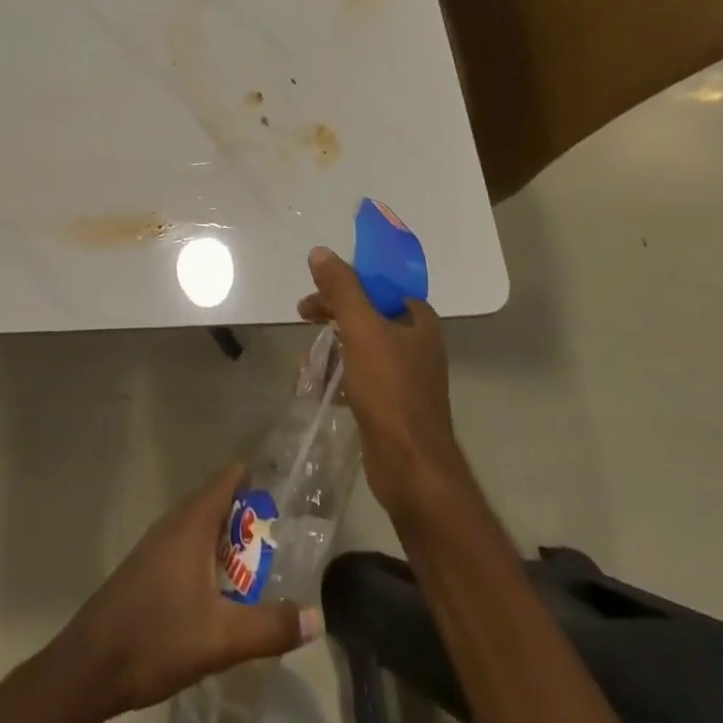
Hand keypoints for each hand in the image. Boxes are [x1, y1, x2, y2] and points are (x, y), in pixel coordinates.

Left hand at [0, 462, 317, 722]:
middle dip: (248, 513)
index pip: (227, 477)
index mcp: (192, 522)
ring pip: (200, 527)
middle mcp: (174, 523)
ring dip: (228, 538)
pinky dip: (209, 556)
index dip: (256, 475)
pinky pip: (186, 546)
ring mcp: (157, 545)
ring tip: (259, 562)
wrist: (91, 664)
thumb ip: (270, 626)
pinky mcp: (146, 569)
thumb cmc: (157, 636)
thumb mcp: (222, 637)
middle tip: (283, 532)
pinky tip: (221, 590)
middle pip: (216, 500)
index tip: (286, 484)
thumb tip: (318, 616)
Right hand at [298, 245, 462, 521]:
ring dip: (331, 348)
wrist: (412, 470)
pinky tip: (315, 386)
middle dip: (333, 314)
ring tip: (306, 361)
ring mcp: (405, 376)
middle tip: (303, 316)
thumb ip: (342, 289)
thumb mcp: (362, 330)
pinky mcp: (391, 405)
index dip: (348, 281)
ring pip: (360, 346)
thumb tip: (320, 252)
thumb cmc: (391, 391)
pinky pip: (359, 377)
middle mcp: (416, 343)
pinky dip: (337, 376)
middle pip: (367, 313)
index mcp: (418, 320)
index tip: (318, 288)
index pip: (380, 285)